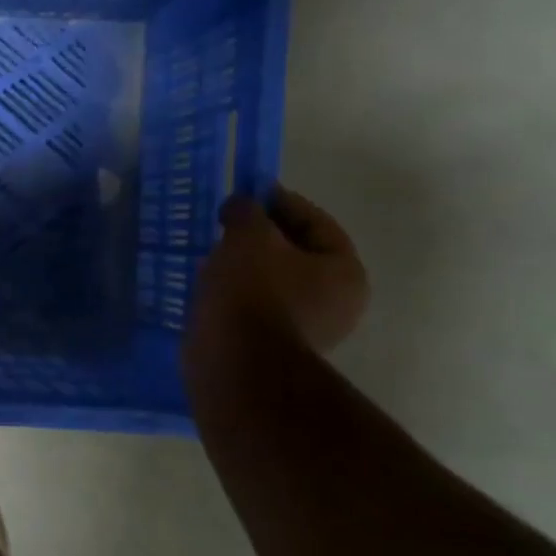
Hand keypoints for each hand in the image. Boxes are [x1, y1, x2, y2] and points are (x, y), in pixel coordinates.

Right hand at [189, 186, 369, 357]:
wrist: (235, 363)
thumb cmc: (252, 292)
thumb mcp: (248, 236)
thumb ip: (247, 211)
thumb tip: (242, 205)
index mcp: (344, 271)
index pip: (315, 222)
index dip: (280, 202)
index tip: (247, 193)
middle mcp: (337, 302)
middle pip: (296, 254)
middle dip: (260, 237)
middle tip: (227, 224)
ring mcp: (308, 329)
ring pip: (274, 282)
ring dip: (246, 267)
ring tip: (212, 255)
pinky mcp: (274, 348)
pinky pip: (256, 307)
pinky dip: (237, 294)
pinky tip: (211, 287)